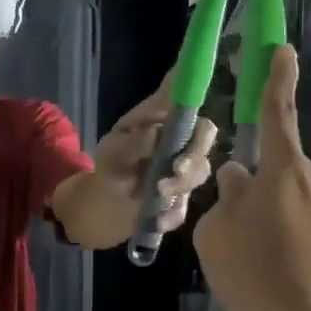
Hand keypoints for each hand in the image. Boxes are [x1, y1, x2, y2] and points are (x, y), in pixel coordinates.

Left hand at [94, 73, 216, 232]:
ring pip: (201, 171)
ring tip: (159, 192)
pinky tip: (159, 220)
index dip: (196, 90)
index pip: (186, 100)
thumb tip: (156, 130)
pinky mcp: (182, 197)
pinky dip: (173, 213)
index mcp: (163, 120)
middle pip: (205, 135)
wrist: (105, 203)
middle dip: (196, 152)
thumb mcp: (113, 151)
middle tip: (178, 167)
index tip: (199, 93)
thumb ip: (134, 142)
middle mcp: (180, 140)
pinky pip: (187, 204)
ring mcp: (185, 169)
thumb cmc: (111, 164)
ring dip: (183, 183)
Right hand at [192, 47, 310, 310]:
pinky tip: (277, 284)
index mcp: (284, 169)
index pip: (278, 111)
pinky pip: (305, 231)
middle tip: (233, 236)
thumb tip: (239, 183)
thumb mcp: (218, 236)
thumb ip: (225, 200)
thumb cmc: (261, 277)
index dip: (278, 78)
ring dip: (269, 223)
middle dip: (253, 191)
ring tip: (253, 270)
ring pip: (289, 204)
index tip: (284, 48)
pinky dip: (287, 246)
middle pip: (276, 171)